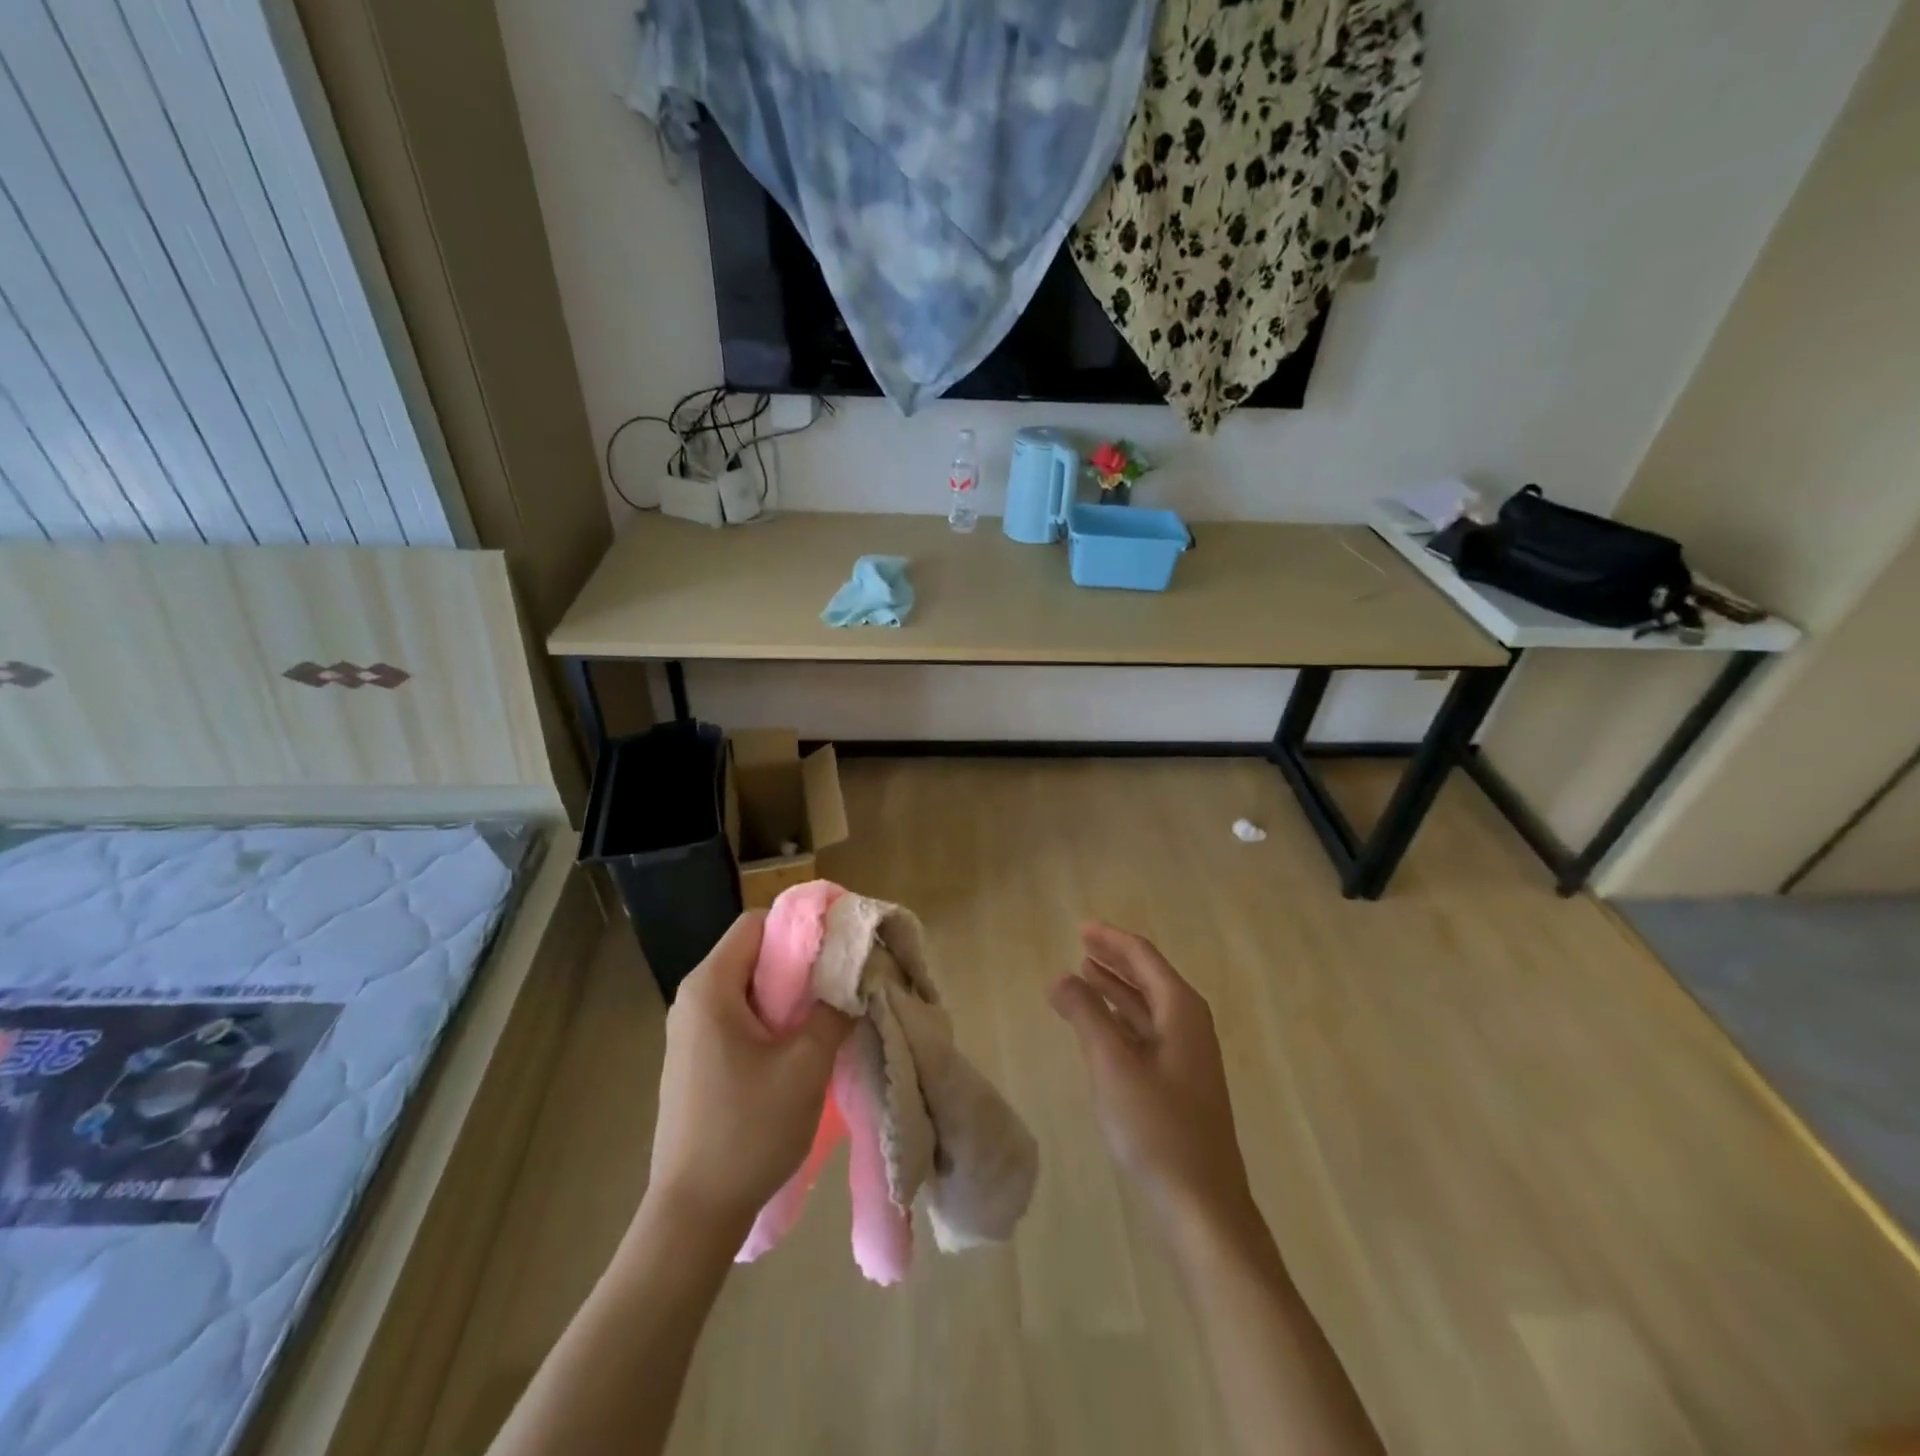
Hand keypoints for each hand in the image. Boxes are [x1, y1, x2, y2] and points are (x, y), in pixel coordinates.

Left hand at [645, 912, 852, 1235]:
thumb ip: (834, 1010)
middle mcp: (693, 999)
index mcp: (710, 987)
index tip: (841, 944)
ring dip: (791, 995)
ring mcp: (690, 1032)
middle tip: (844, 982)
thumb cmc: (748, 1129)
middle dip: (802, 963)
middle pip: (754, 953)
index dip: (802, 926)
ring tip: (829, 1015)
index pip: (758, 923)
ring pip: (750, 988)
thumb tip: (854, 980)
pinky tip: (801, 1049)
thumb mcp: (806, 1065)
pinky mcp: (696, 1061)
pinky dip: (773, 1020)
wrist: (694, 1214)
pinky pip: (740, 1018)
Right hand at [1049, 924, 1255, 1237]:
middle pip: (1148, 977)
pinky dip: (1120, 1019)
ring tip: (1082, 974)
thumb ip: (1085, 1014)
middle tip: (1079, 944)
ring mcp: (1186, 1056)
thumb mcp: (1113, 1065)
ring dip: (1115, 988)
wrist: (1202, 1205)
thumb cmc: (1157, 1128)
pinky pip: (1145, 1033)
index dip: (1111, 939)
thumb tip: (1059, 977)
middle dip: (1114, 959)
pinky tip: (1099, 1024)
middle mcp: (1189, 1025)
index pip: (1143, 957)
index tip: (1081, 926)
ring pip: (1146, 1007)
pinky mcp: (1178, 1083)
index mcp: (1182, 1010)